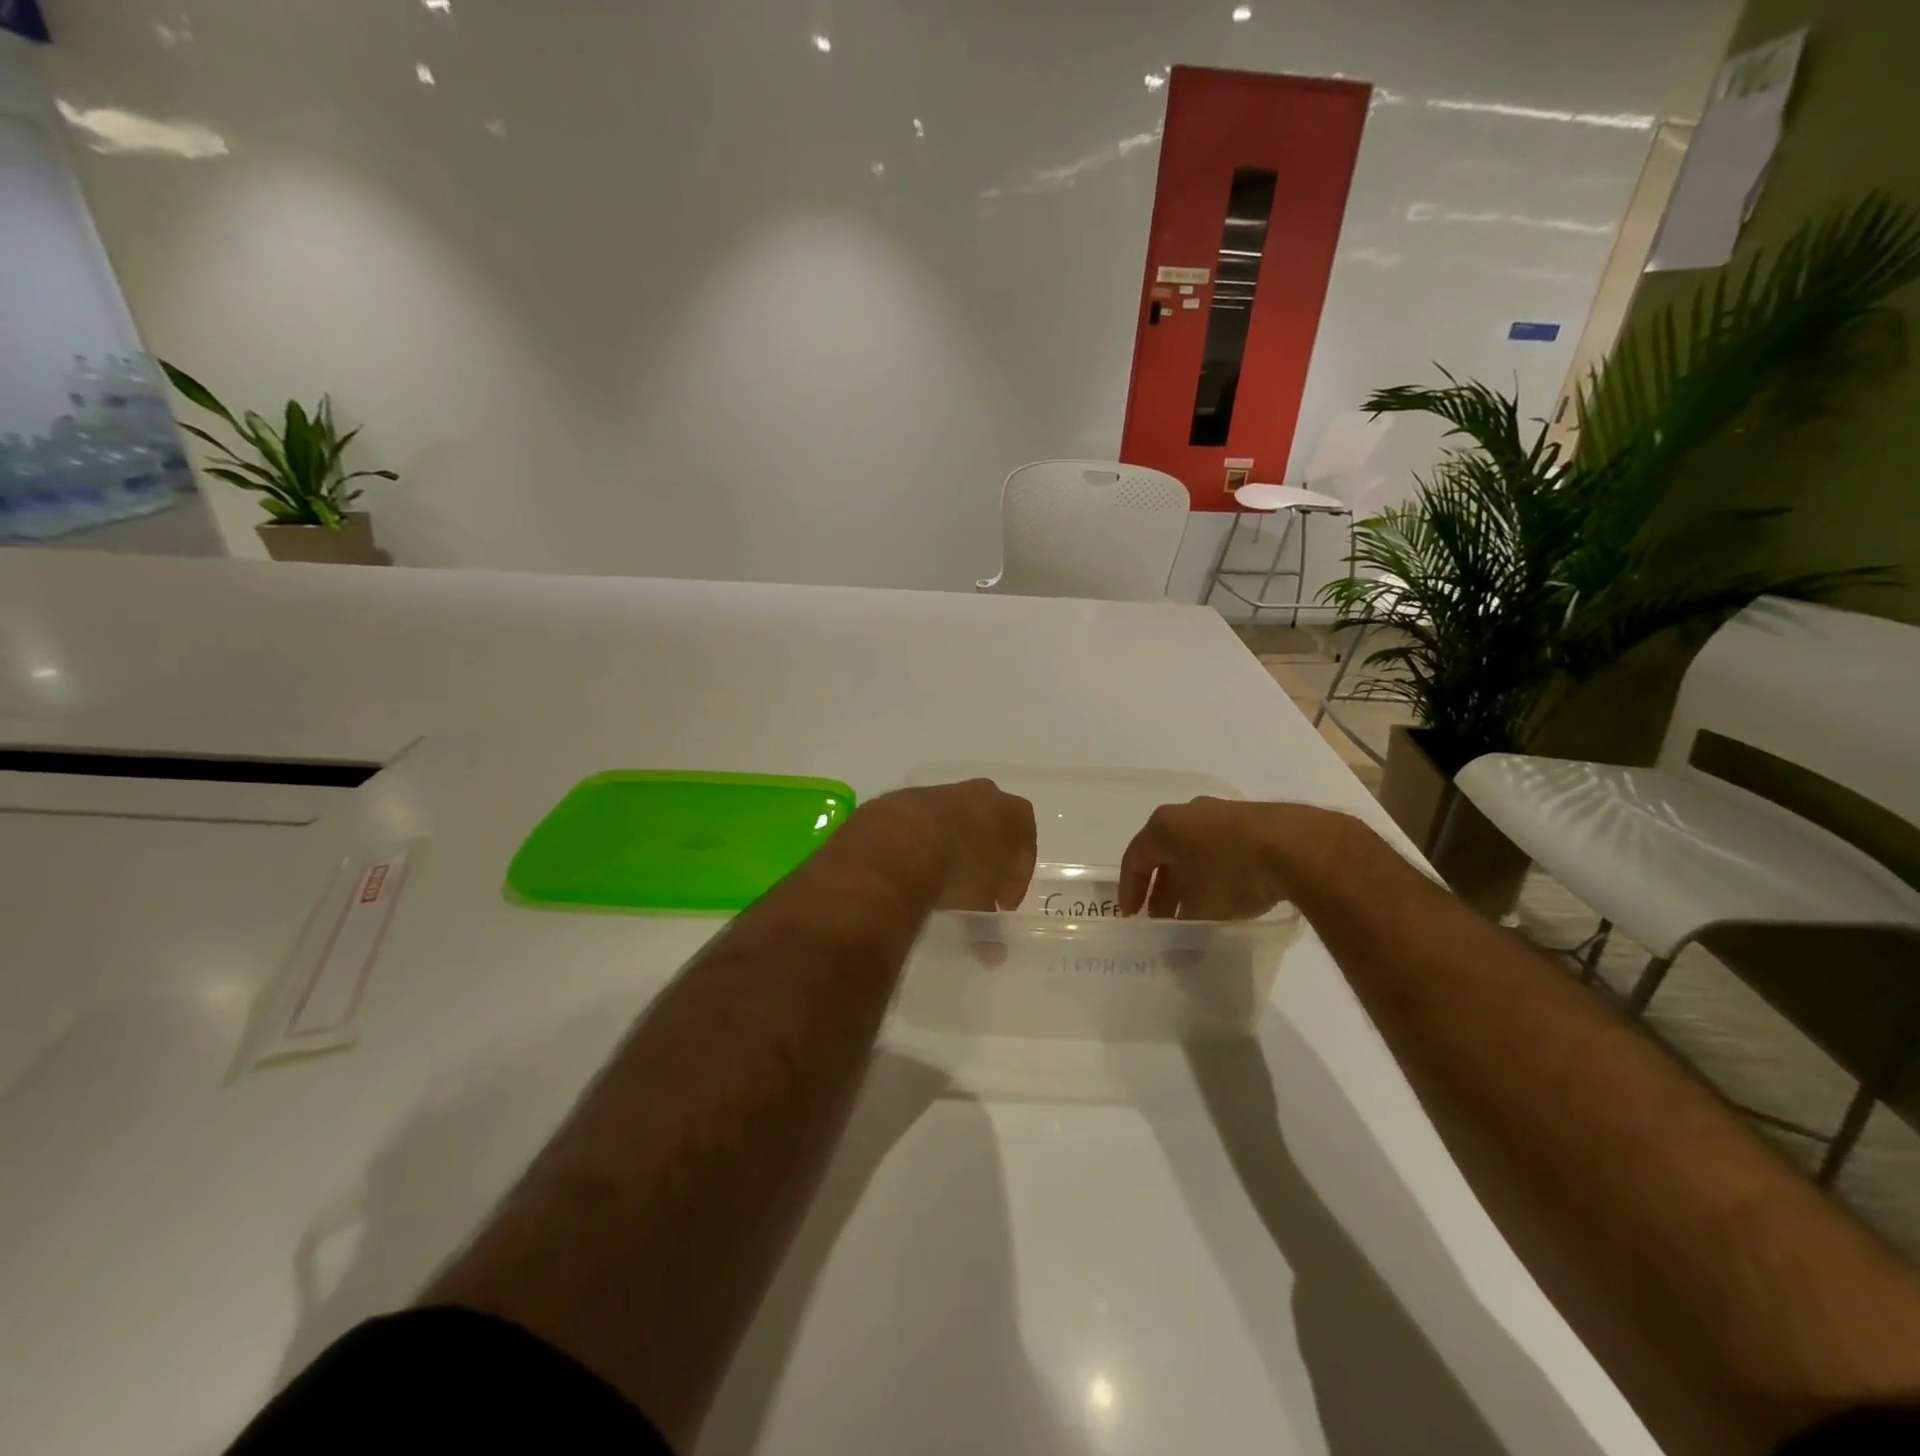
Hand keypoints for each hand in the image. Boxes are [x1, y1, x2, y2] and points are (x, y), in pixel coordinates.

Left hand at [852, 780, 1037, 910]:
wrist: (900, 843)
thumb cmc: (958, 870)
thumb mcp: (979, 903)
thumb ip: (989, 924)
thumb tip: (995, 956)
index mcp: (1012, 813)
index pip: (1025, 845)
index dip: (1017, 877)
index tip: (1002, 904)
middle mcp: (982, 794)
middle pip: (993, 827)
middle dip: (987, 858)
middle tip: (976, 889)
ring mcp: (944, 791)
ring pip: (957, 820)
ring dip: (954, 848)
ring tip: (941, 881)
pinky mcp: (908, 796)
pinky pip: (924, 822)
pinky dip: (924, 842)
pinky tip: (913, 868)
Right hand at [1119, 797, 1359, 919]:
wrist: (1296, 846)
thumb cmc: (1233, 873)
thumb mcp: (1202, 908)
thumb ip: (1184, 926)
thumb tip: (1176, 953)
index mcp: (1164, 827)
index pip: (1135, 860)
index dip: (1130, 891)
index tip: (1132, 917)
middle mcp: (1187, 814)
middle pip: (1164, 854)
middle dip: (1161, 889)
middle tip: (1161, 918)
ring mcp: (1220, 813)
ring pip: (1193, 851)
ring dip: (1188, 881)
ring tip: (1193, 911)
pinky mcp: (1250, 820)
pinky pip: (1219, 847)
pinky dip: (1213, 871)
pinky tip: (1225, 894)